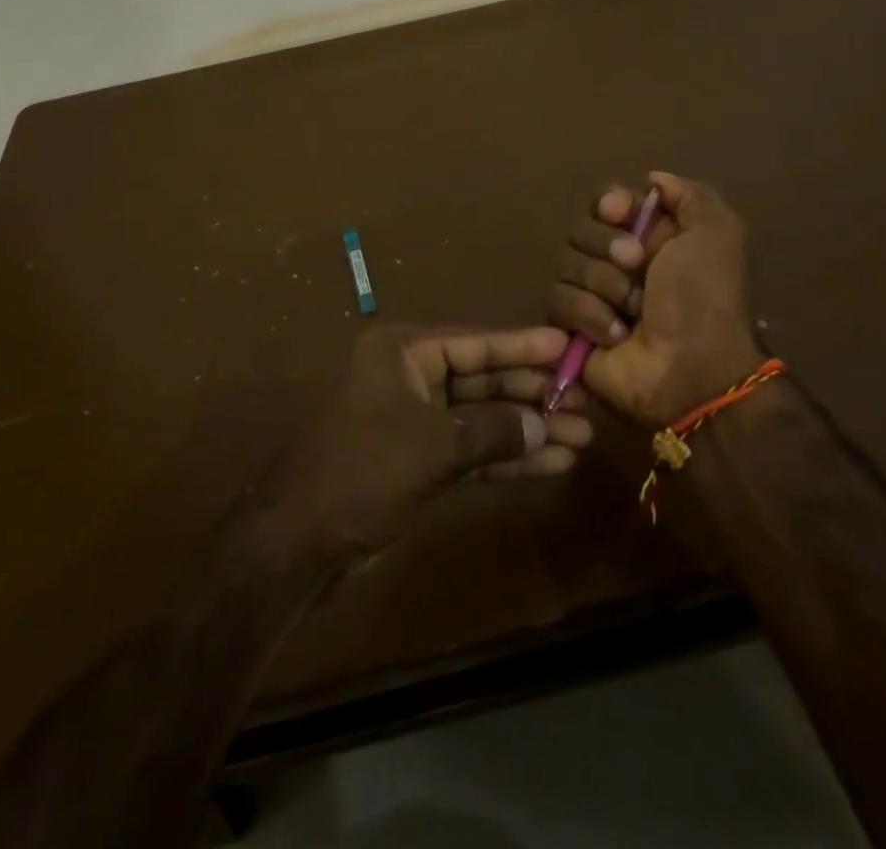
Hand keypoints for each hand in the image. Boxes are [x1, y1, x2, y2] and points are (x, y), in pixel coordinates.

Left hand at [246, 325, 592, 569]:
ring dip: (527, 429)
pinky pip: (471, 450)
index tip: (567, 345)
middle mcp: (408, 377)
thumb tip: (545, 423)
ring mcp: (413, 421)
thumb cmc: (364, 471)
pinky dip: (506, 458)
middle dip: (532, 393)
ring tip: (581, 438)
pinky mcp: (417, 461)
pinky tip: (549, 464)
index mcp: (402, 352)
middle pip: (482, 379)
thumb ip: (495, 430)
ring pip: (481, 418)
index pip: (474, 342)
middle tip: (586, 401)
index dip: (522, 345)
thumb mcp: (434, 445)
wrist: (299, 542)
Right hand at [546, 171, 760, 424]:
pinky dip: (588, 315)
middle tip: (638, 268)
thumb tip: (652, 179)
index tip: (620, 214)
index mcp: (650, 237)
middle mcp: (617, 262)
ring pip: (566, 264)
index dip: (608, 205)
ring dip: (603, 285)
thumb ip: (689, 195)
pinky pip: (557, 301)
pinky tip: (614, 334)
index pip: (605, 202)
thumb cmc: (705, 299)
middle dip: (607, 247)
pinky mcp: (571, 327)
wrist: (692, 369)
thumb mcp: (716, 234)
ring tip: (631, 311)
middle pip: (581, 230)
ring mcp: (592, 294)